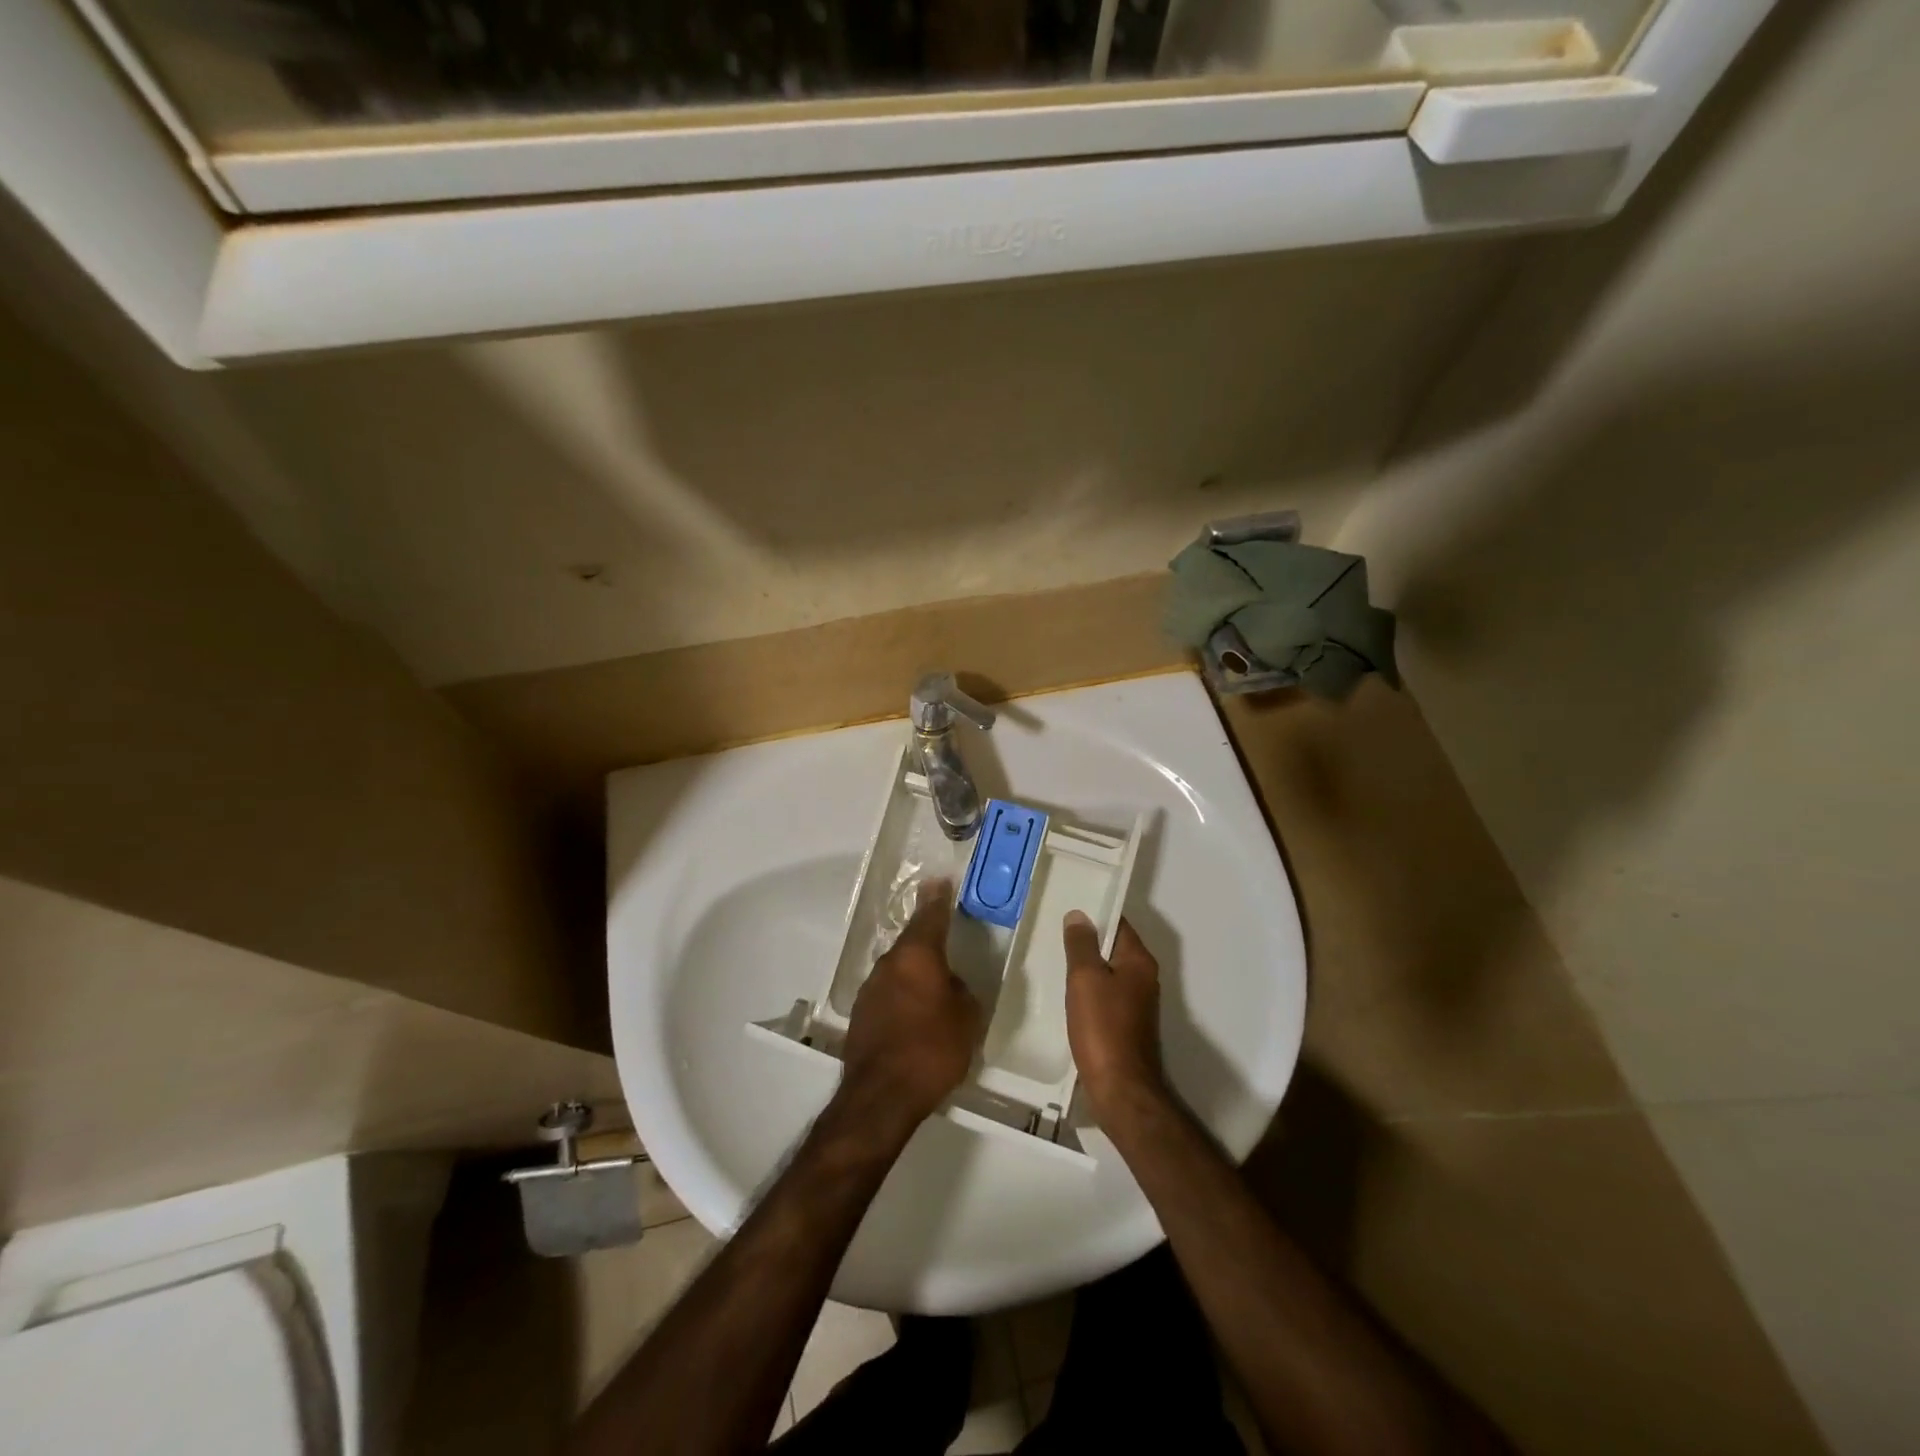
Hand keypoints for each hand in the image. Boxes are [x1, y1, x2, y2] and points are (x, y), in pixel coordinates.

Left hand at [839, 879, 981, 1130]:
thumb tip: (949, 984)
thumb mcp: (967, 1018)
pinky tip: (914, 1017)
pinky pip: (889, 994)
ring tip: (933, 989)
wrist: (881, 1096)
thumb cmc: (933, 1049)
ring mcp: (870, 988)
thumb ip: (960, 991)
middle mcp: (889, 964)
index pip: (929, 916)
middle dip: (927, 942)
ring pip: (898, 970)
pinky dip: (902, 997)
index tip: (939, 880)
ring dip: (914, 974)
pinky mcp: (861, 1014)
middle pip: (911, 943)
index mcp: (917, 956)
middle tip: (945, 942)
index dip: (937, 898)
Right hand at [1064, 912, 1166, 1117]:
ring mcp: (1137, 1004)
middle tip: (1054, 931)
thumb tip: (1079, 915)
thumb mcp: (1085, 979)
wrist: (1121, 1089)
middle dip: (1087, 940)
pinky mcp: (1126, 1026)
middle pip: (1114, 948)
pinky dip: (1088, 991)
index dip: (1095, 913)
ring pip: (1108, 973)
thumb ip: (1081, 944)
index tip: (1068, 906)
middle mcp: (1144, 978)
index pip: (1118, 923)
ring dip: (1086, 967)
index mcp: (1139, 961)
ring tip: (1054, 959)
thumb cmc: (1103, 1027)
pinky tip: (1066, 995)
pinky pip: (1105, 996)